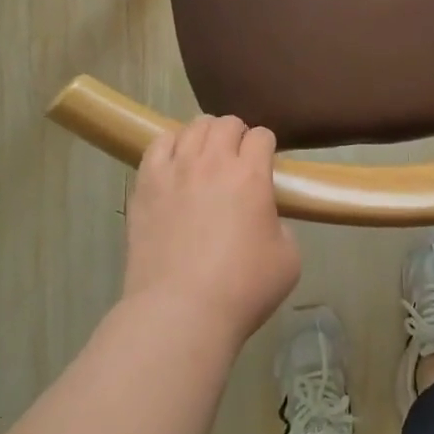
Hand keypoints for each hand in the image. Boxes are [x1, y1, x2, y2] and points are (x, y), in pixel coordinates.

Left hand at [123, 115, 300, 345]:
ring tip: (205, 156)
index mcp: (251, 174)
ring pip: (191, 127)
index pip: (261, 135)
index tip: (265, 163)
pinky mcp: (145, 185)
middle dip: (236, 135)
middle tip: (237, 159)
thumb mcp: (289, 258)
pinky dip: (171, 145)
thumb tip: (263, 218)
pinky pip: (157, 145)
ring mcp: (174, 170)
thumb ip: (280, 225)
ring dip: (205, 135)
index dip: (266, 147)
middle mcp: (212, 161)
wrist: (181, 311)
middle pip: (226, 123)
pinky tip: (175, 162)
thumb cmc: (243, 288)